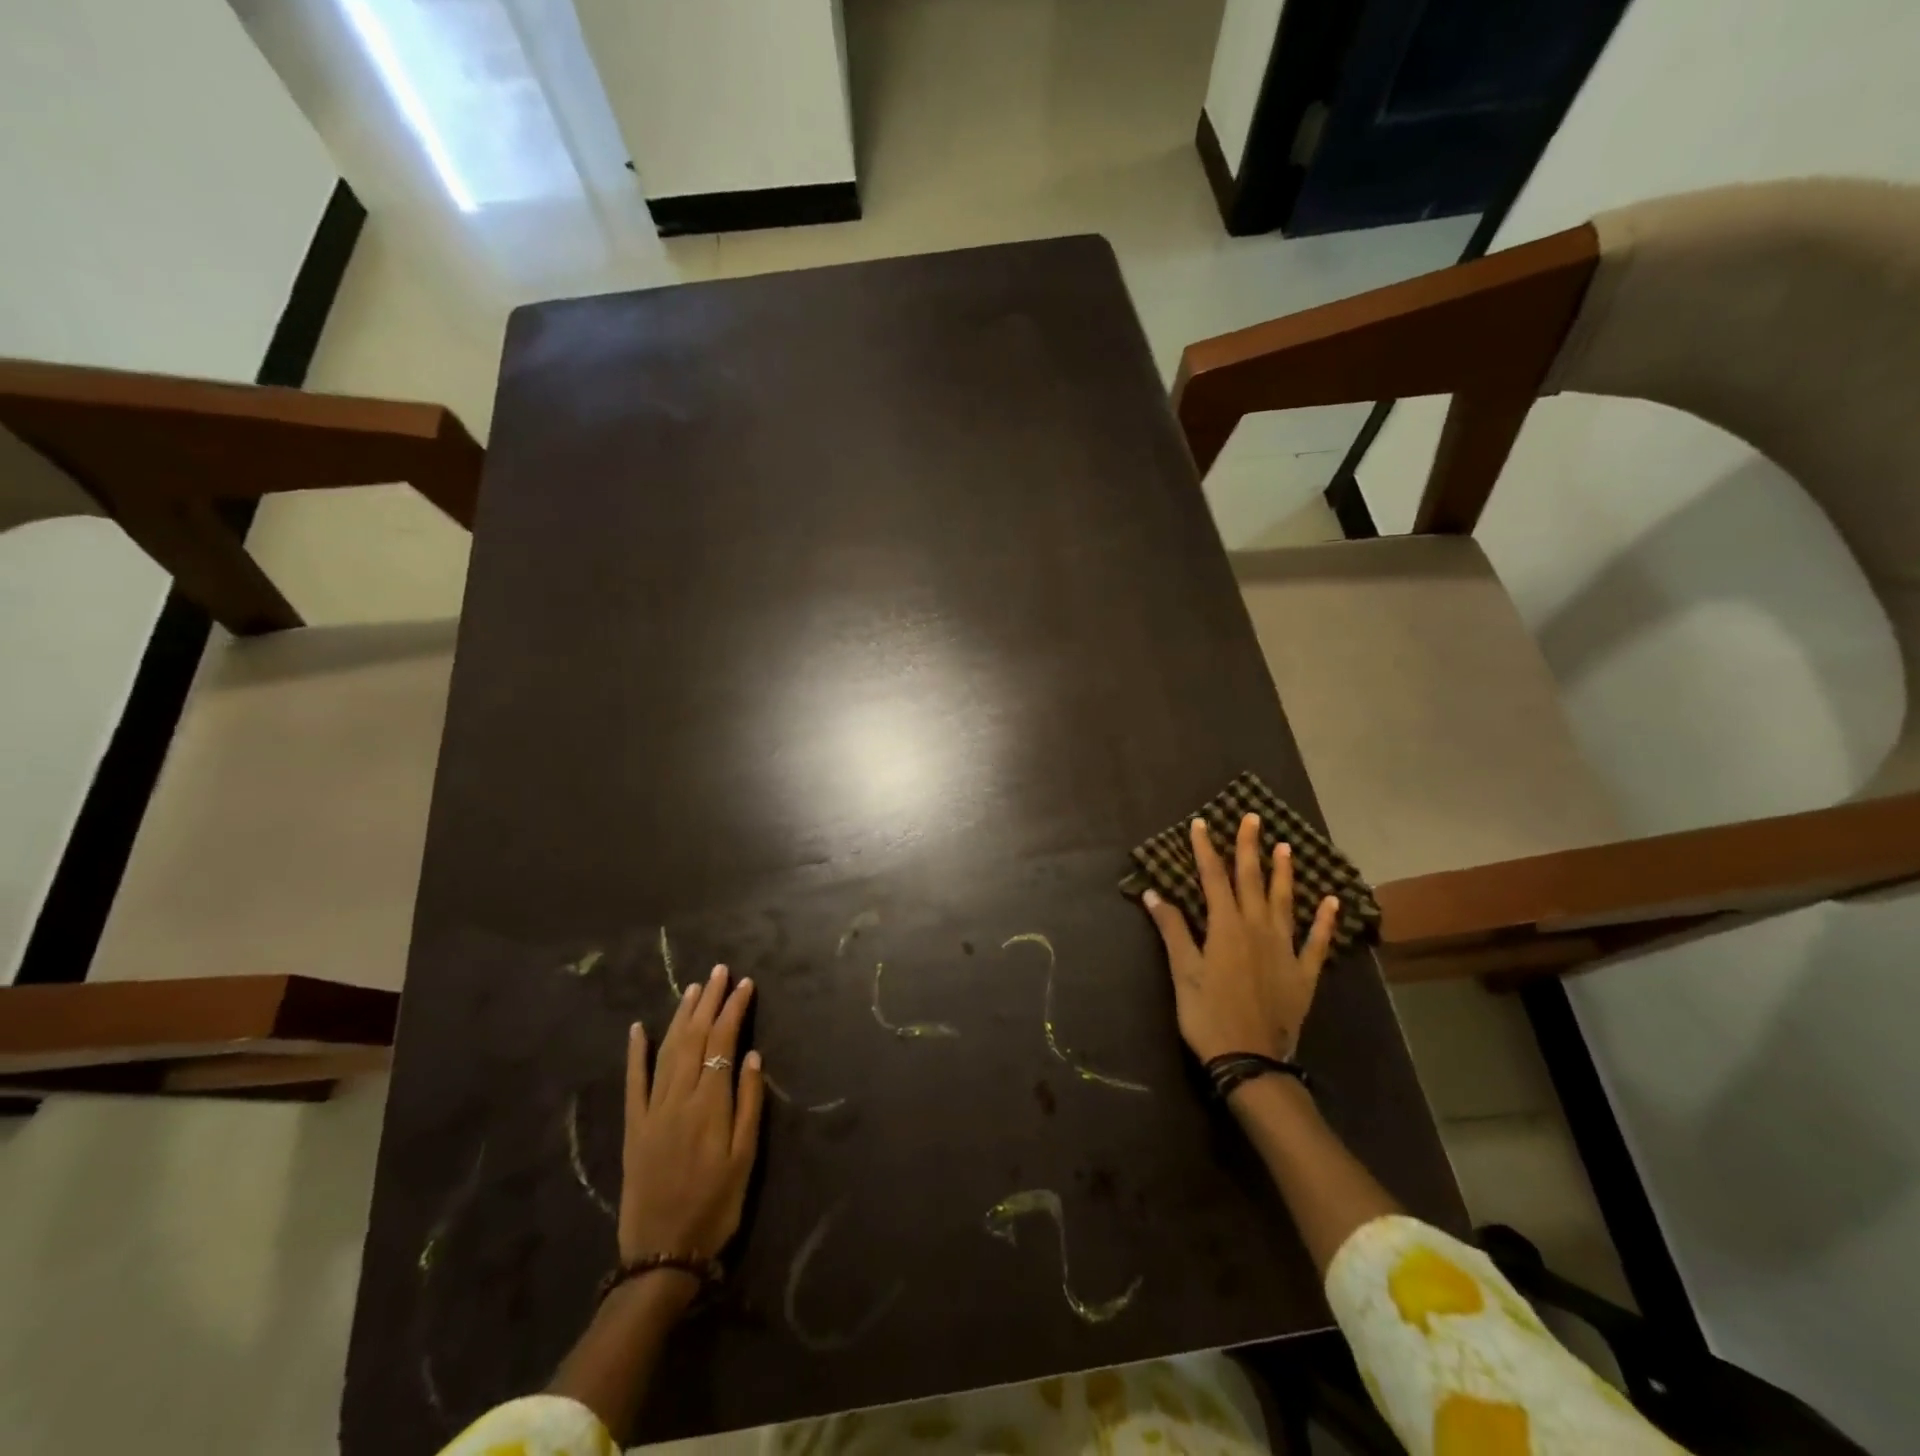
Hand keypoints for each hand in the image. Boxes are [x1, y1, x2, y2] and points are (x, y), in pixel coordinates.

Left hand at [619, 965, 764, 1268]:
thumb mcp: (745, 1159)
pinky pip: (633, 1082)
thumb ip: (750, 1104)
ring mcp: (652, 1110)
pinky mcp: (634, 1126)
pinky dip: (636, 1053)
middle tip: (720, 971)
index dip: (734, 1010)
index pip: (723, 1042)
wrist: (661, 1255)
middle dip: (709, 1001)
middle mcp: (679, 1097)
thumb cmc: (715, 1207)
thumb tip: (753, 1056)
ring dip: (681, 1016)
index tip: (746, 984)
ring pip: (668, 1050)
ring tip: (694, 988)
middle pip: (695, 1037)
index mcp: (710, 1104)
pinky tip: (639, 1028)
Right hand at [1143, 814, 1339, 1062]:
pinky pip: (1317, 942)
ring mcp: (1285, 949)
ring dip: (1284, 873)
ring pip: (1285, 902)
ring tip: (1286, 847)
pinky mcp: (1303, 973)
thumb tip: (1152, 892)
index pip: (1213, 878)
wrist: (1250, 1060)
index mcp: (1225, 927)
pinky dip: (1325, 921)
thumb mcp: (1182, 972)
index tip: (1201, 823)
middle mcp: (1257, 929)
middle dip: (1249, 847)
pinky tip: (1332, 902)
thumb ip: (1172, 930)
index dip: (1205, 849)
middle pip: (1252, 881)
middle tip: (1252, 818)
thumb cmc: (1208, 1015)